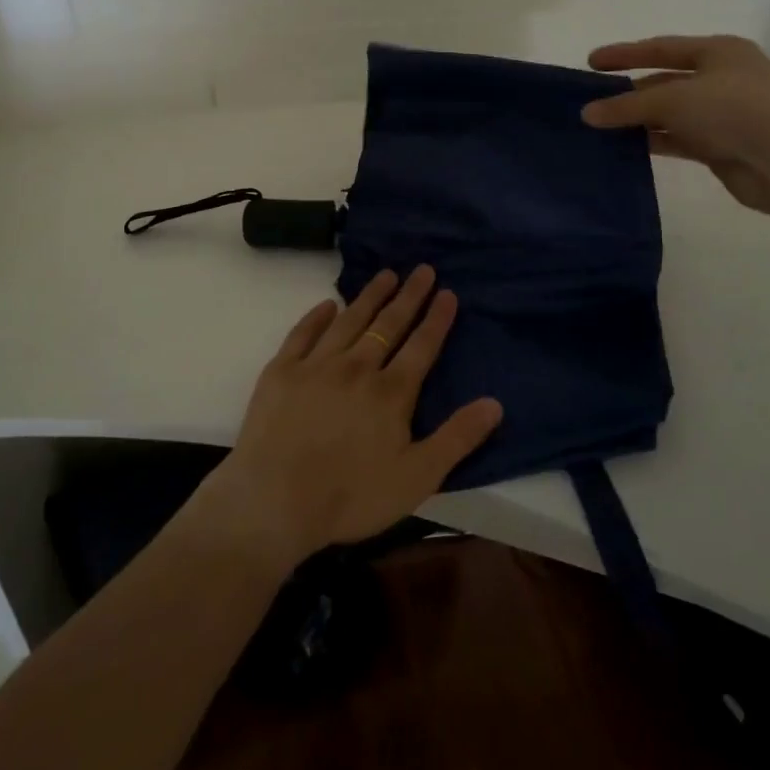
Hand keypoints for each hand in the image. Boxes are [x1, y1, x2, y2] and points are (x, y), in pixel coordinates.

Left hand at [194, 267, 502, 569]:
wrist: (274, 500)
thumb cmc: (350, 496)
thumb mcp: (417, 477)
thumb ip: (457, 438)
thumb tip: (495, 403)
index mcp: (391, 392)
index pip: (421, 346)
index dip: (437, 319)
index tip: (447, 292)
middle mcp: (357, 367)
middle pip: (388, 325)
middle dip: (409, 296)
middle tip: (422, 269)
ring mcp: (316, 365)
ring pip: (350, 320)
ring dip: (370, 296)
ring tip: (386, 274)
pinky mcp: (282, 370)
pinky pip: (303, 333)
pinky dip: (317, 316)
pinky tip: (329, 304)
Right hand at [579, 34, 769, 214]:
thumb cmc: (732, 110)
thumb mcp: (672, 99)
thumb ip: (627, 105)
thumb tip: (587, 113)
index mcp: (719, 51)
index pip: (662, 48)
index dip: (625, 54)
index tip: (591, 62)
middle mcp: (722, 78)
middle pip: (665, 81)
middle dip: (629, 92)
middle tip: (593, 102)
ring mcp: (723, 113)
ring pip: (670, 113)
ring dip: (638, 120)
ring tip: (600, 127)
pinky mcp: (720, 146)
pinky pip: (677, 138)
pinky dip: (653, 140)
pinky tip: (624, 148)